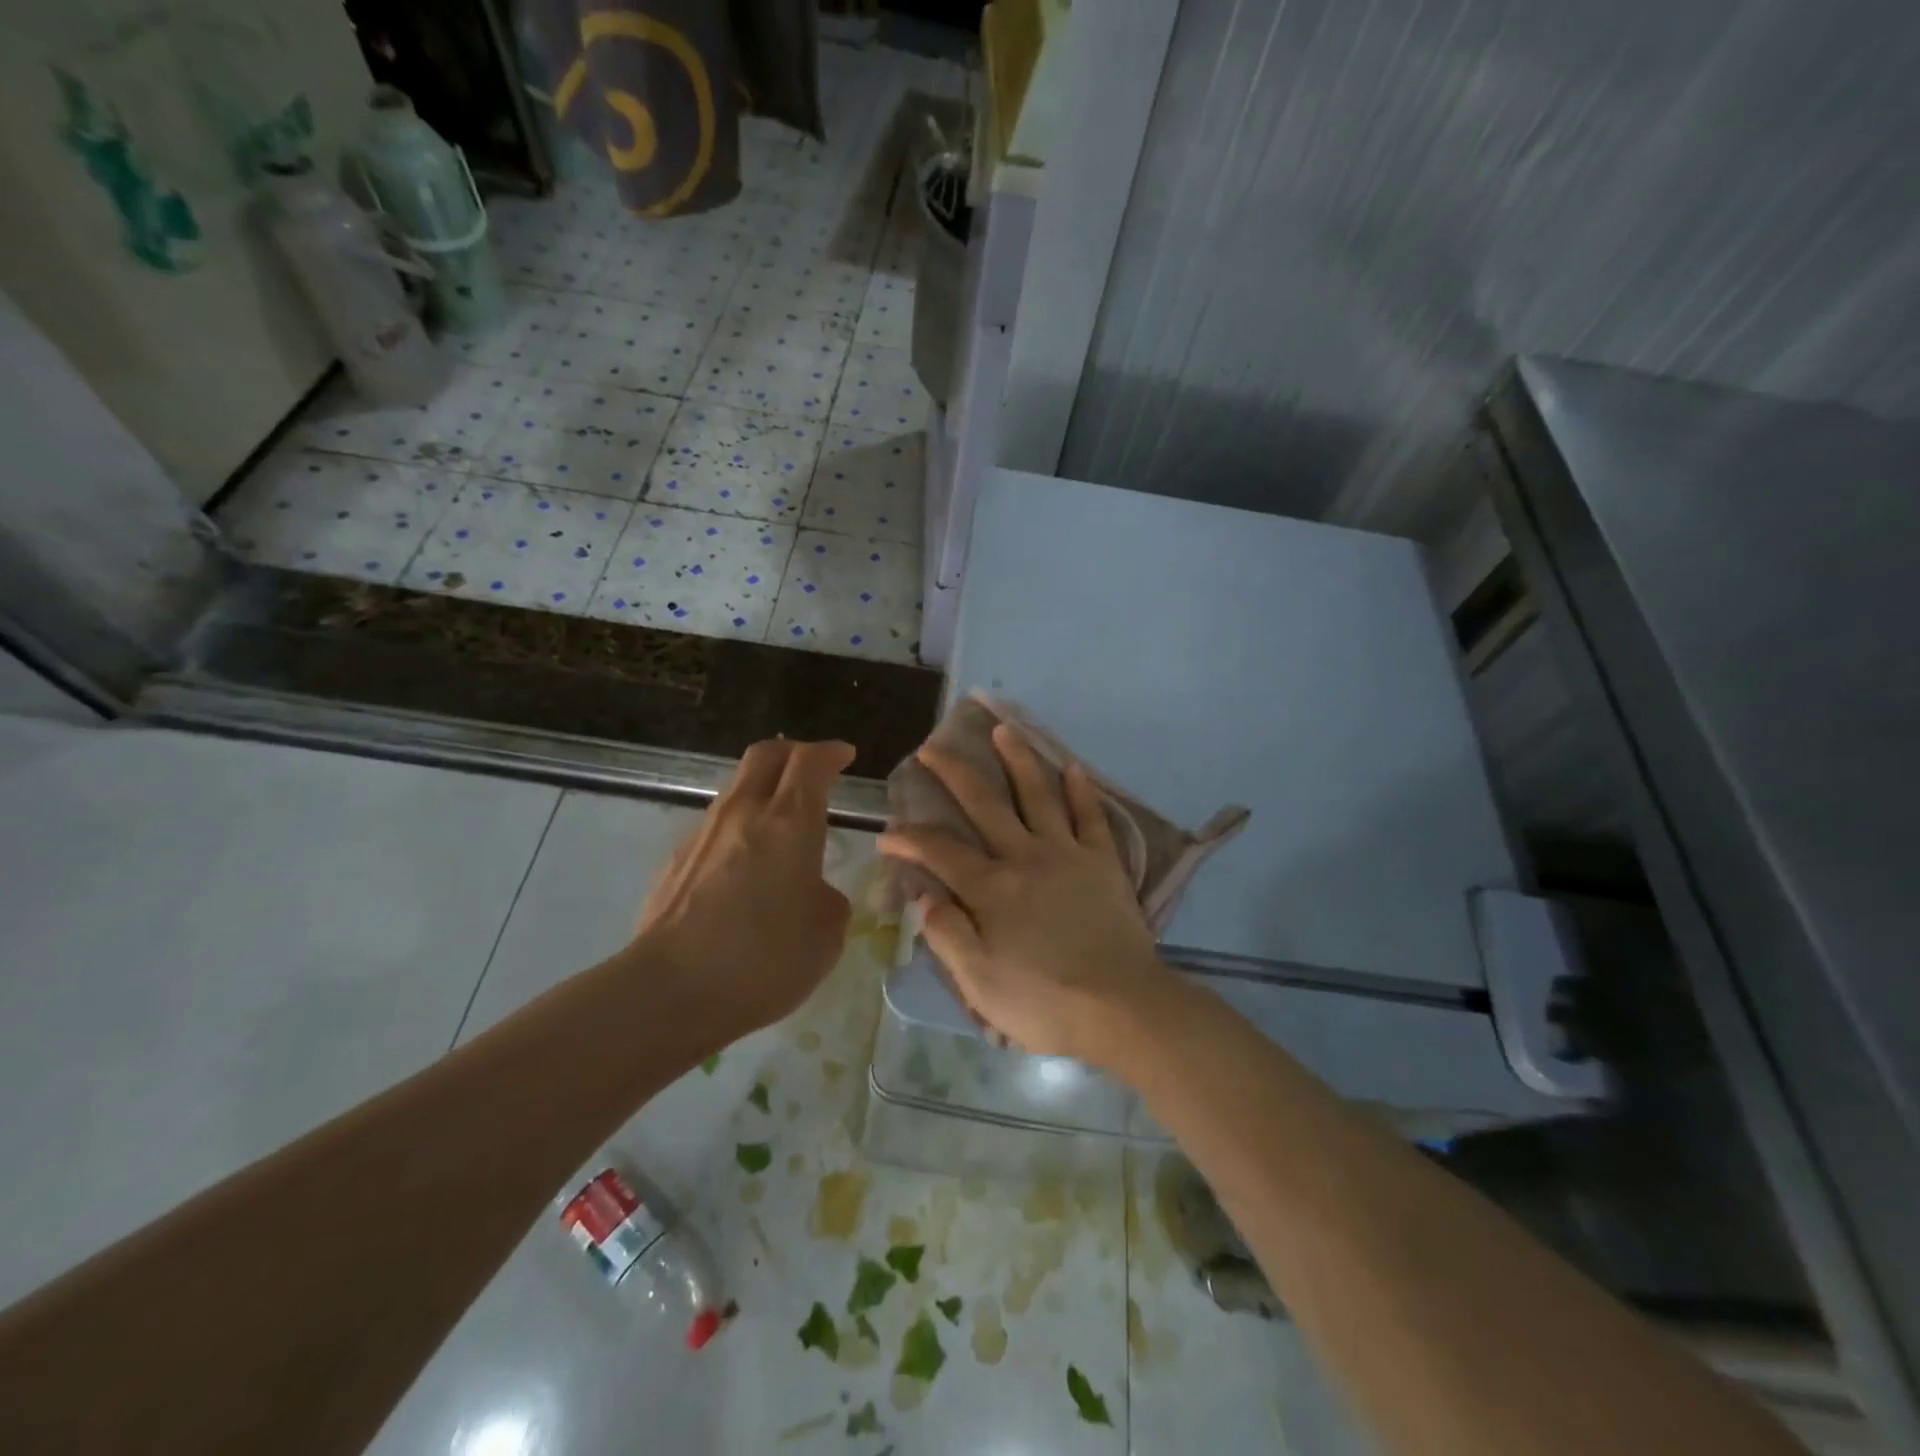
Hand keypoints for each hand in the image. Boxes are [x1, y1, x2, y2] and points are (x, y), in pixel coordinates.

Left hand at [636, 738, 855, 1037]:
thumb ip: (828, 899)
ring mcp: (703, 834)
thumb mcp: (826, 934)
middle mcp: (744, 813)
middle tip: (813, 770)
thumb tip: (813, 892)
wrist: (671, 990)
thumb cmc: (764, 958)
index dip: (831, 752)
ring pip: (737, 788)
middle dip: (794, 753)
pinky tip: (745, 867)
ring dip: (763, 791)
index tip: (845, 756)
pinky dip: (739, 828)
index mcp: (790, 821)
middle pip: (766, 755)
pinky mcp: (675, 861)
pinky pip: (716, 827)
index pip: (810, 761)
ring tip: (781, 822)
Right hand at [877, 723, 1178, 1064]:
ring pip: (1039, 795)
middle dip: (954, 773)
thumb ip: (947, 934)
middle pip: (984, 804)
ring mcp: (1067, 854)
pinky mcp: (1104, 862)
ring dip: (1019, 760)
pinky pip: (1091, 817)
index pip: (939, 851)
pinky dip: (1082, 791)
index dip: (909, 838)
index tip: (887, 832)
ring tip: (1005, 730)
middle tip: (932, 748)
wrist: (1121, 1007)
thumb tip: (923, 895)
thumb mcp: (979, 982)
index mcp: (991, 889)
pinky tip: (1073, 768)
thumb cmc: (1044, 1002)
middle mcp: (1025, 857)